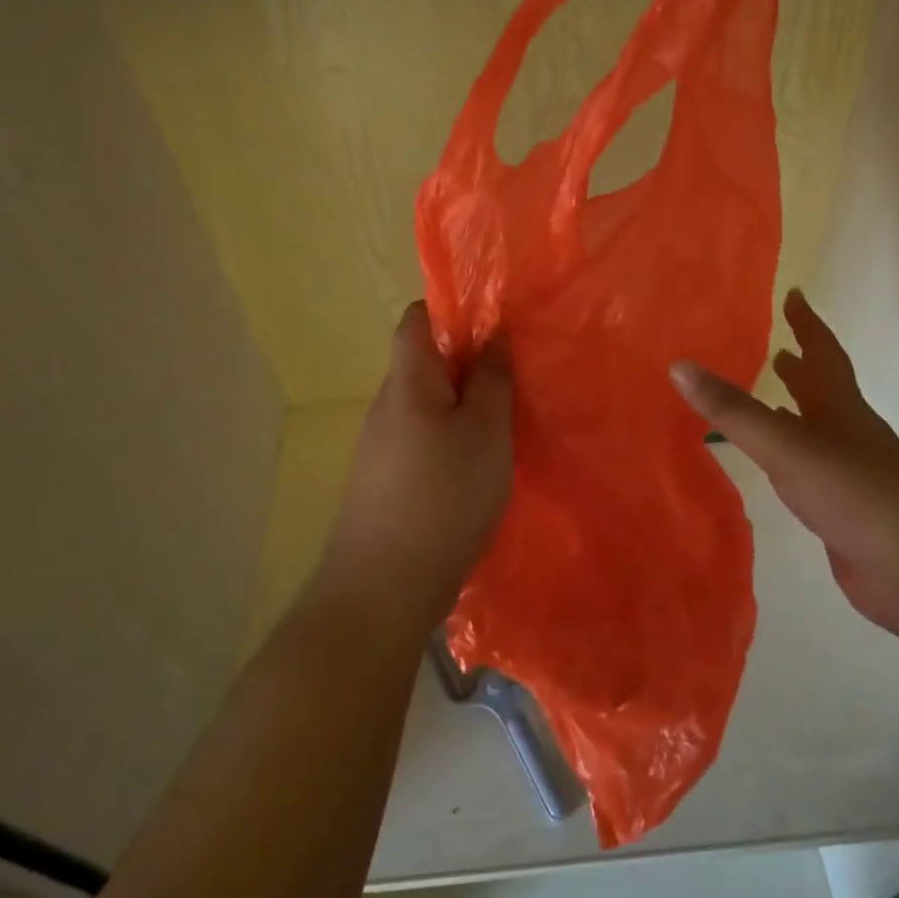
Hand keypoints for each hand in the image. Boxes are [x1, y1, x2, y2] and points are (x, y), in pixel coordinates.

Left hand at [317, 301, 513, 636]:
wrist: (383, 588)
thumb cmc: (443, 496)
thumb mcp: (485, 431)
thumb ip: (491, 379)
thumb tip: (492, 334)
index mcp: (408, 381)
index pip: (416, 319)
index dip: (451, 309)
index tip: (495, 324)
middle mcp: (387, 406)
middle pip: (425, 363)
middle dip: (469, 364)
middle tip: (516, 379)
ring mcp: (382, 446)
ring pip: (428, 406)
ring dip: (464, 407)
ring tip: (507, 424)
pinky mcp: (386, 481)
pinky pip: (424, 440)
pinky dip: (452, 441)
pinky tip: (480, 468)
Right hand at [669, 289, 898, 633]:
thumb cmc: (855, 491)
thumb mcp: (786, 445)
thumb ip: (733, 409)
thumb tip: (680, 365)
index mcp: (839, 406)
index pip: (822, 351)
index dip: (806, 322)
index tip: (794, 294)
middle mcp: (848, 431)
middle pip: (823, 388)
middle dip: (800, 366)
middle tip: (774, 350)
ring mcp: (850, 471)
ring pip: (817, 428)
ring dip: (795, 410)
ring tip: (766, 399)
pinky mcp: (845, 507)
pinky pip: (810, 467)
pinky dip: (791, 455)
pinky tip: (776, 466)